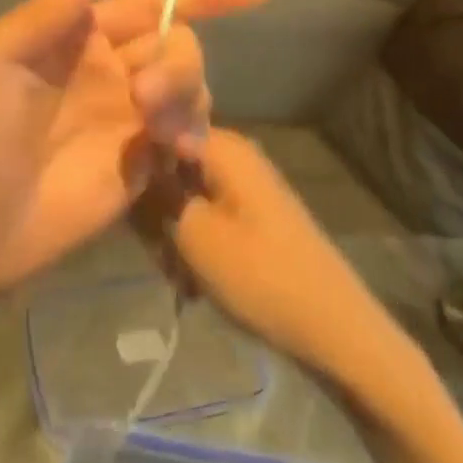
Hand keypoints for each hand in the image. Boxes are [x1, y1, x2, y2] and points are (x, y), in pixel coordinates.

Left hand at [0, 0, 267, 294]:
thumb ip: (51, 9)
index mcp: (78, 37)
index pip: (149, 3)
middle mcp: (112, 70)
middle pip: (178, 42)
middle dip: (178, 61)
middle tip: (144, 96)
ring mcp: (130, 117)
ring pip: (191, 85)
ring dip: (185, 95)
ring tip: (154, 130)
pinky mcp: (142, 162)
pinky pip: (189, 134)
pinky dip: (195, 134)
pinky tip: (177, 151)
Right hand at [136, 129, 423, 383]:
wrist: (336, 330)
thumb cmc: (259, 275)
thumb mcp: (193, 234)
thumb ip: (157, 192)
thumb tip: (134, 158)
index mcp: (224, 147)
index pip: (160, 133)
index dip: (138, 164)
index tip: (126, 202)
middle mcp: (237, 158)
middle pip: (173, 169)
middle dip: (157, 210)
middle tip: (158, 252)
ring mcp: (249, 189)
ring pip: (189, 200)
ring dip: (175, 236)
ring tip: (180, 276)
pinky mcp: (256, 219)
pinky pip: (211, 220)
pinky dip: (199, 247)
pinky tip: (198, 283)